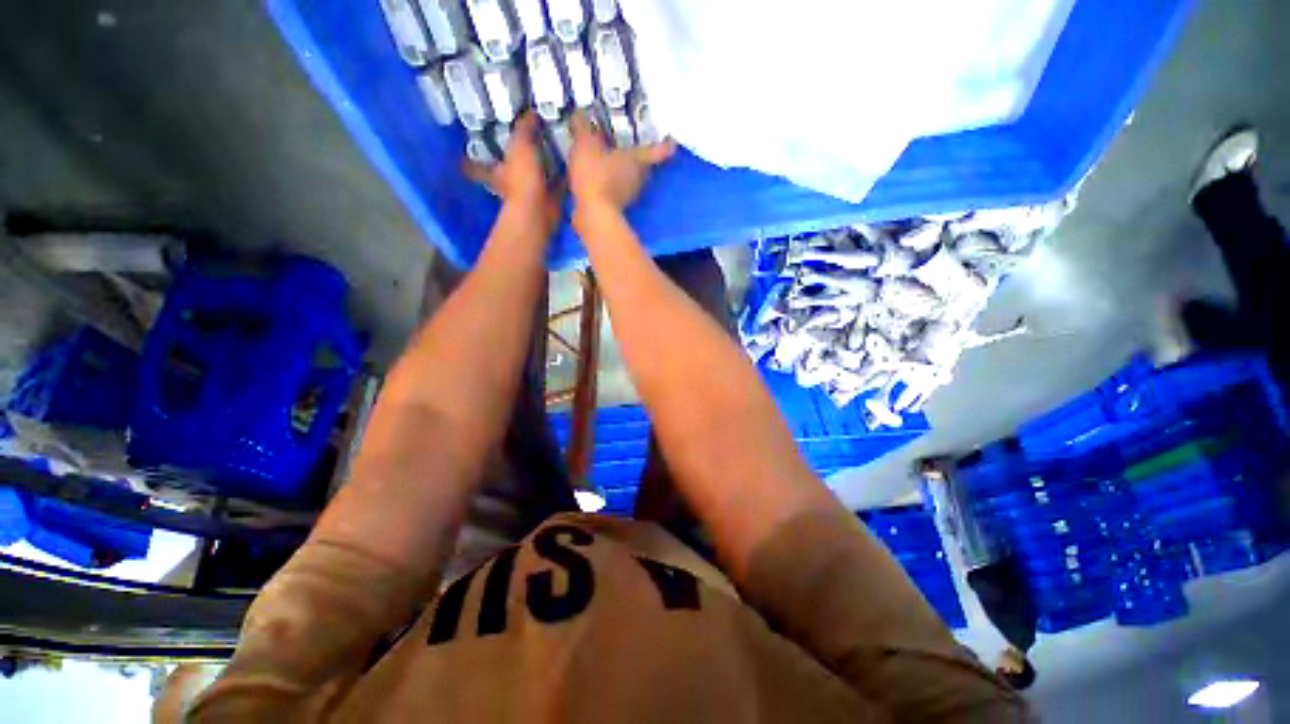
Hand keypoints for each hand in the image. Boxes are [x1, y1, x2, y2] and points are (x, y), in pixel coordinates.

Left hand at [464, 112, 561, 229]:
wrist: (541, 211)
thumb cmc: (523, 180)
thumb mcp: (520, 145)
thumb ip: (524, 128)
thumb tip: (530, 112)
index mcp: (496, 172)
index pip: (476, 165)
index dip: (468, 162)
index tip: (461, 157)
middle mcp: (510, 184)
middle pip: (506, 172)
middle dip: (512, 164)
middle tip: (522, 149)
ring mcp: (530, 195)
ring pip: (533, 179)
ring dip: (541, 170)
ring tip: (552, 153)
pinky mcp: (548, 202)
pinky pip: (556, 186)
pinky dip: (562, 180)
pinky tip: (571, 169)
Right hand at [569, 112, 675, 213]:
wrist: (593, 214)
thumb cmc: (595, 175)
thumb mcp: (585, 144)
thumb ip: (583, 128)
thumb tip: (579, 114)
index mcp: (637, 159)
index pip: (656, 150)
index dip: (664, 146)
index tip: (672, 143)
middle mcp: (638, 178)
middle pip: (643, 166)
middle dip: (638, 158)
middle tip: (630, 149)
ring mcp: (629, 196)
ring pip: (630, 180)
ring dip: (623, 174)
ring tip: (610, 165)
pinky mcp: (618, 209)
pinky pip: (617, 193)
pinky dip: (611, 187)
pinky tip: (599, 183)